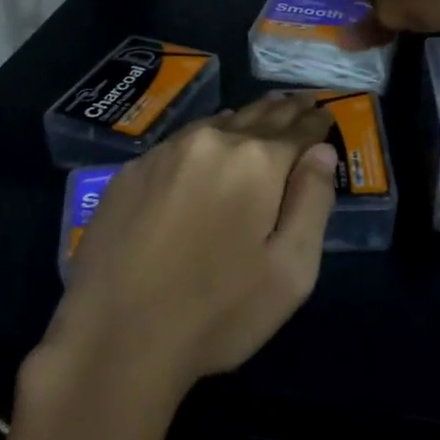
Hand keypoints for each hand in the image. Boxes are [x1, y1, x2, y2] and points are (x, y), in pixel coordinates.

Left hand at [40, 94, 338, 406]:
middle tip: (300, 99)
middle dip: (284, 110)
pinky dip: (205, 137)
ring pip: (217, 124)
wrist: (115, 340)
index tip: (325, 112)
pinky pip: (181, 142)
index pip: (298, 131)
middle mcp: (212, 142)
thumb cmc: (217, 313)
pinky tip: (209, 141)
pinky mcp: (131, 172)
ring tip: (263, 110)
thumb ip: (313, 202)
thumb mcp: (290, 271)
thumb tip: (322, 151)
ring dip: (245, 119)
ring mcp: (165, 153)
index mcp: (257, 162)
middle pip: (257, 117)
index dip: (315, 122)